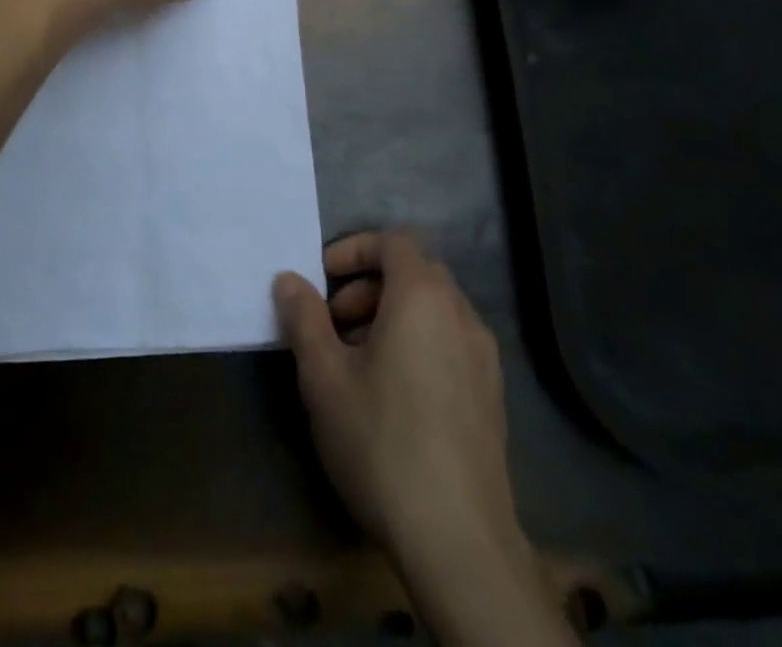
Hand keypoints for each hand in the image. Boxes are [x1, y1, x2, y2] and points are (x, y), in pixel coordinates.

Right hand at [276, 233, 568, 644]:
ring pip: (433, 311)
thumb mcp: (324, 376)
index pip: (393, 242)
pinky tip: (393, 397)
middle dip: (368, 288)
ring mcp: (484, 358)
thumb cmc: (382, 440)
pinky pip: (449, 344)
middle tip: (334, 325)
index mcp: (423, 297)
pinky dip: (418, 345)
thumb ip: (304, 318)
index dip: (354, 249)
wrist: (459, 540)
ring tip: (357, 364)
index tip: (322, 278)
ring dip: (392, 317)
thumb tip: (289, 279)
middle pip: (414, 274)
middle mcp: (461, 314)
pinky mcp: (492, 397)